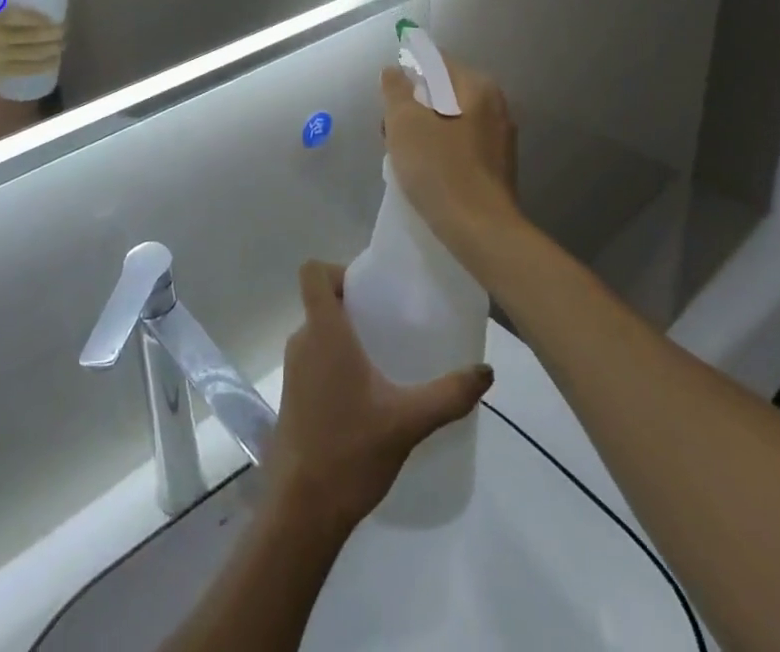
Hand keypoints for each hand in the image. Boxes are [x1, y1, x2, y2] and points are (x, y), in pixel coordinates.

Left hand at [269, 261, 492, 535]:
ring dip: (346, 334)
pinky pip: (314, 357)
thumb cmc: (351, 451)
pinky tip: (367, 392)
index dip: (338, 270)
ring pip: (318, 331)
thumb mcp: (408, 421)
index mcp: (323, 331)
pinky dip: (336, 359)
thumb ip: (449, 394)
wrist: (302, 509)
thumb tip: (487, 371)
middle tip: (390, 321)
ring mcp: (293, 368)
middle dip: (354, 304)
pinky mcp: (292, 394)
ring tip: (385, 356)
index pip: (313, 273)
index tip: (371, 289)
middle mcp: (302, 340)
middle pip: (321, 301)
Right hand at [381, 58, 521, 265]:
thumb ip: (396, 90)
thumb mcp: (404, 122)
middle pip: (444, 92)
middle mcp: (496, 107)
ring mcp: (500, 140)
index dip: (407, 72)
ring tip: (401, 153)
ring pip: (451, 120)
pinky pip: (461, 145)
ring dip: (424, 129)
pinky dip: (440, 149)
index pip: (437, 62)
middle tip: (390, 129)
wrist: (480, 231)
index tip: (388, 96)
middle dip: (414, 106)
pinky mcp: (497, 168)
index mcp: (478, 87)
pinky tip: (424, 171)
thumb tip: (394, 71)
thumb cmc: (439, 168)